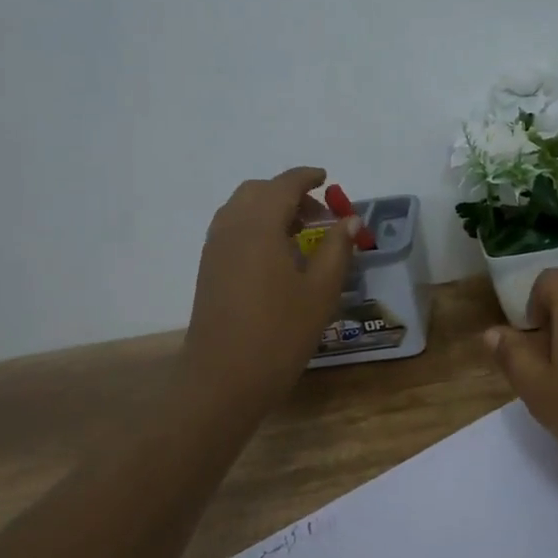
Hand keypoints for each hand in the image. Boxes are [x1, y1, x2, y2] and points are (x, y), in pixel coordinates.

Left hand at [182, 167, 358, 408]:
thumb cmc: (279, 334)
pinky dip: (254, 226)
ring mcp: (214, 249)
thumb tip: (349, 220)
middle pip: (258, 191)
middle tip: (318, 216)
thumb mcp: (320, 291)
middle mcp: (231, 228)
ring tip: (299, 235)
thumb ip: (337, 249)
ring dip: (269, 209)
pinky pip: (231, 229)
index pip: (283, 185)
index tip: (327, 180)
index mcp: (259, 226)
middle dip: (288, 194)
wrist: (222, 380)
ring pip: (241, 209)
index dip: (307, 178)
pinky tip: (276, 256)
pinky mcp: (207, 269)